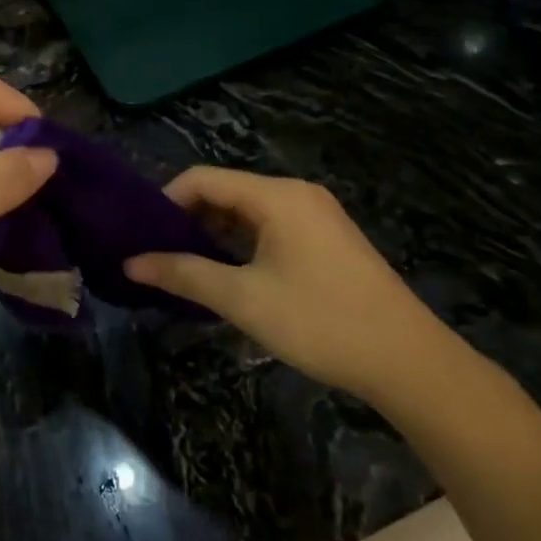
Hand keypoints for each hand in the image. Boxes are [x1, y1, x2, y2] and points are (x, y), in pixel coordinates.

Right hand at [125, 169, 464, 406]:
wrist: (410, 362)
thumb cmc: (320, 322)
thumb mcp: (242, 299)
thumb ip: (183, 274)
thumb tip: (130, 263)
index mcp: (276, 196)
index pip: (202, 179)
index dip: (166, 201)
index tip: (141, 234)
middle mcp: (296, 194)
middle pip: (225, 191)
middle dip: (187, 218)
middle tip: (157, 253)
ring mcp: (316, 215)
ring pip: (247, 211)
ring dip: (213, 233)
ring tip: (185, 266)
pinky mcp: (327, 239)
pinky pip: (270, 226)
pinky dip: (241, 242)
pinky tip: (228, 272)